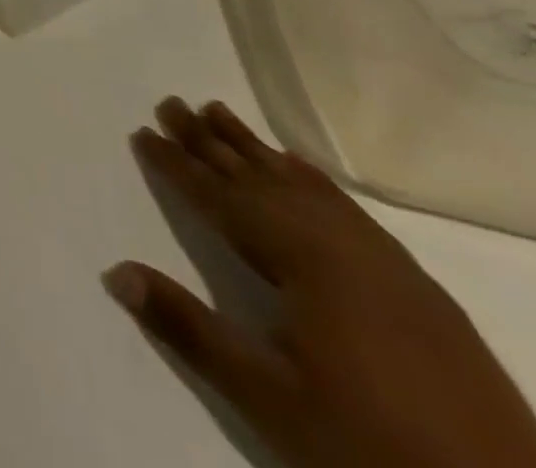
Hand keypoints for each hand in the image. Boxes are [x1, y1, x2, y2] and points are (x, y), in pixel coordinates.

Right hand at [105, 98, 535, 467]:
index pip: (222, 198)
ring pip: (303, 187)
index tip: (142, 131)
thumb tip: (116, 271)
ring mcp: (387, 263)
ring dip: (255, 150)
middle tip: (171, 102)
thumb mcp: (270, 398)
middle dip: (211, 141)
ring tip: (219, 113)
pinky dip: (310, 180)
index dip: (178, 165)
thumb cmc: (374, 450)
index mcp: (305, 261)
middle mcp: (343, 245)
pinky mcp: (419, 289)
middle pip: (261, 179)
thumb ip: (189, 328)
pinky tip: (299, 170)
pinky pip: (346, 208)